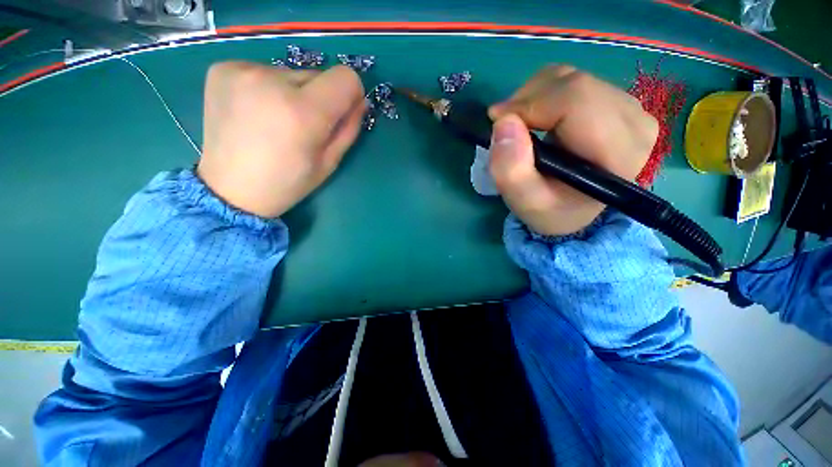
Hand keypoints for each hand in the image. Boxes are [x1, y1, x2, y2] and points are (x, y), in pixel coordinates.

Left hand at [198, 62, 365, 217]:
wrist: (231, 189)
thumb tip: (359, 102)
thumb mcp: (329, 163)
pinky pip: (263, 71)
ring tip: (275, 122)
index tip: (342, 111)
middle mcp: (271, 82)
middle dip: (318, 99)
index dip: (350, 94)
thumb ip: (349, 129)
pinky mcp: (222, 69)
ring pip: (290, 74)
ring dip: (292, 94)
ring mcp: (242, 72)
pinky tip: (255, 113)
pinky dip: (267, 89)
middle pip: (317, 76)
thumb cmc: (287, 182)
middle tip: (302, 127)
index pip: (345, 78)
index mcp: (303, 113)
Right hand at [488, 65, 657, 235]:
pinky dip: (544, 95)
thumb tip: (503, 123)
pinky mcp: (616, 102)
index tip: (497, 121)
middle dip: (527, 99)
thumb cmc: (552, 211)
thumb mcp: (526, 203)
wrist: (575, 210)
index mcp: (618, 152)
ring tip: (518, 125)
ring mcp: (629, 107)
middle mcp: (634, 122)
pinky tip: (536, 119)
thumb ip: (511, 171)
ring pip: (571, 78)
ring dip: (534, 97)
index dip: (529, 104)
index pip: (575, 101)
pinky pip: (573, 82)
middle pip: (573, 84)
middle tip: (504, 124)